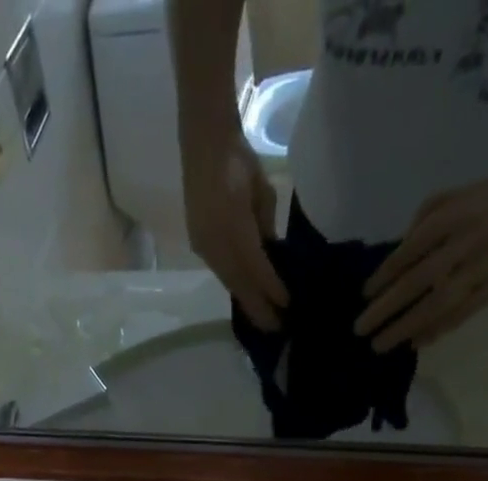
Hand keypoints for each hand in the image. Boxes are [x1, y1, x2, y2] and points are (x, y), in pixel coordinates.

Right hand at [183, 135, 288, 329]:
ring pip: (229, 282)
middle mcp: (215, 243)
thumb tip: (271, 254)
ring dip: (246, 302)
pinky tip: (246, 296)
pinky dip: (235, 287)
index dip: (272, 288)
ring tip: (263, 318)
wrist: (203, 144)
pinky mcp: (199, 247)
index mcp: (234, 226)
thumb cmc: (238, 160)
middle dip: (258, 308)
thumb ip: (266, 226)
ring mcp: (204, 247)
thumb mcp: (262, 192)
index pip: (256, 267)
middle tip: (276, 329)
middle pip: (239, 284)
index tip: (287, 305)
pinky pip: (220, 273)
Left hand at [355, 168, 487, 351]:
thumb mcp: (447, 200)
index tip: (364, 295)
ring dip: (407, 326)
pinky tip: (413, 342)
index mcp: (454, 214)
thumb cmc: (480, 202)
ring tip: (380, 344)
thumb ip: (418, 230)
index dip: (385, 274)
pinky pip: (463, 313)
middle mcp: (469, 239)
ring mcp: (486, 264)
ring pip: (440, 302)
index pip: (411, 249)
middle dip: (387, 307)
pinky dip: (436, 330)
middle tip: (360, 329)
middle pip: (421, 279)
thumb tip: (389, 271)